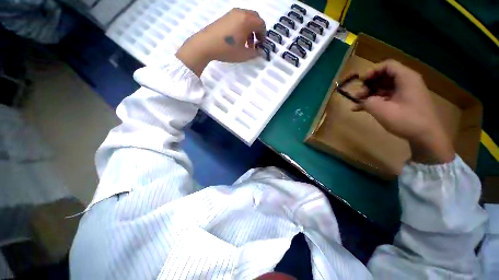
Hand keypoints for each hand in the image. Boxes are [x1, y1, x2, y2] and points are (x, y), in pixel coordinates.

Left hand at [176, 8, 265, 75]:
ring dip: (250, 29)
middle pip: (255, 18)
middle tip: (256, 42)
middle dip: (258, 30)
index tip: (261, 45)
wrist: (205, 44)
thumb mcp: (243, 55)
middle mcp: (241, 13)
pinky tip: (238, 38)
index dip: (263, 35)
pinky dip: (243, 26)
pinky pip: (239, 18)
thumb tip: (261, 52)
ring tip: (246, 43)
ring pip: (247, 18)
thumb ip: (254, 53)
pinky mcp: (225, 16)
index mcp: (247, 20)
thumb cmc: (227, 50)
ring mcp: (232, 13)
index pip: (261, 24)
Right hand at [354, 60, 454, 163]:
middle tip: (357, 95)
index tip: (360, 82)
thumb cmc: (407, 120)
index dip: (372, 71)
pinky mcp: (403, 101)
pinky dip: (374, 100)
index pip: (387, 65)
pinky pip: (386, 96)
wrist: (426, 136)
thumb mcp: (382, 110)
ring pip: (383, 87)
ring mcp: (405, 92)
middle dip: (368, 84)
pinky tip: (361, 109)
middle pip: (384, 76)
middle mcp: (406, 82)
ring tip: (356, 103)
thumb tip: (361, 100)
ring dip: (369, 94)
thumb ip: (368, 102)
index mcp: (406, 78)